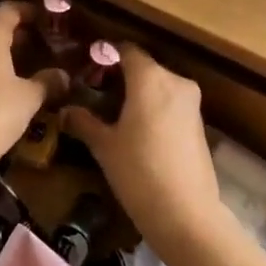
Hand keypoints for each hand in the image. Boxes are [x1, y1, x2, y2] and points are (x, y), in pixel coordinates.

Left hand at [0, 2, 66, 162]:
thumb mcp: (29, 98)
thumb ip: (47, 81)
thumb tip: (63, 75)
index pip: (8, 10)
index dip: (29, 10)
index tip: (47, 17)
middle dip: (17, 32)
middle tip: (42, 42)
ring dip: (2, 51)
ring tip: (26, 63)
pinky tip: (4, 84)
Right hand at [60, 43, 224, 250]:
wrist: (186, 214)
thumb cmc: (138, 172)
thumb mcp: (104, 146)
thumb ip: (84, 122)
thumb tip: (65, 110)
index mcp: (150, 77)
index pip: (126, 51)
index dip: (105, 56)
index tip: (86, 69)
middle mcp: (175, 81)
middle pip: (143, 67)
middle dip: (120, 76)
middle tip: (94, 93)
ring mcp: (192, 102)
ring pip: (159, 86)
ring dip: (138, 94)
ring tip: (113, 113)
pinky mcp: (200, 124)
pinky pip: (171, 104)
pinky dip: (154, 108)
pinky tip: (137, 131)